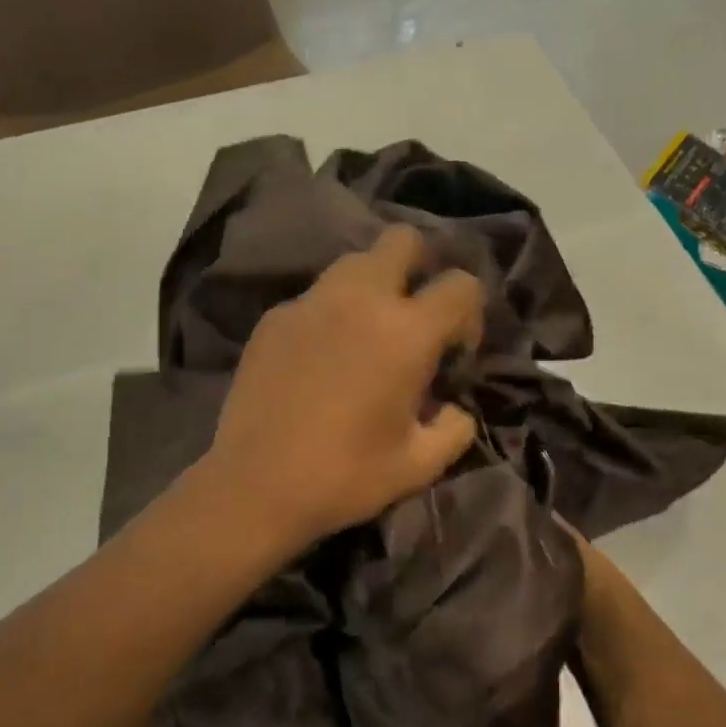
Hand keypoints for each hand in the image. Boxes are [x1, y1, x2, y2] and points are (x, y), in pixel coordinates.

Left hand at [195, 224, 484, 554]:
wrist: (255, 486)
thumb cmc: (346, 476)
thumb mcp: (420, 465)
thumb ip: (455, 427)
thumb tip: (454, 408)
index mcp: (406, 332)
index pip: (461, 284)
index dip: (470, 314)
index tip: (454, 353)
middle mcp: (360, 300)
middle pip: (402, 240)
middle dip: (420, 266)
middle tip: (414, 316)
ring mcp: (310, 303)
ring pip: (354, 262)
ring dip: (374, 285)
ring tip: (367, 333)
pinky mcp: (274, 318)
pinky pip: (315, 297)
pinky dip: (330, 314)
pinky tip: (319, 358)